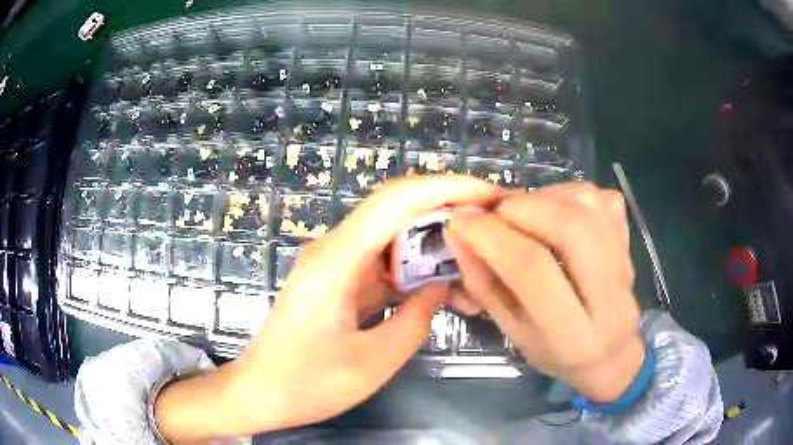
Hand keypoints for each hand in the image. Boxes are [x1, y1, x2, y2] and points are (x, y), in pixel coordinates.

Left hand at [211, 176, 499, 434]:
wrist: (259, 393)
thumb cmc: (307, 384)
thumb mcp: (372, 362)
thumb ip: (416, 320)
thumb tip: (441, 287)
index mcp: (336, 260)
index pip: (396, 200)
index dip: (446, 188)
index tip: (490, 194)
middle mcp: (334, 250)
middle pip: (396, 211)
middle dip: (447, 211)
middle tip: (491, 226)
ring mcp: (335, 265)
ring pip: (392, 237)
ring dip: (433, 245)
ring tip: (474, 262)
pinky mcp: (337, 282)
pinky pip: (382, 264)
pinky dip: (414, 270)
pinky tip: (441, 287)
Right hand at [444, 183, 642, 401]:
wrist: (612, 352)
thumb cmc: (556, 353)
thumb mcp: (513, 332)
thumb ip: (483, 284)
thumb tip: (459, 231)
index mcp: (573, 336)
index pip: (533, 271)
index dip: (491, 237)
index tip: (459, 221)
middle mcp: (610, 297)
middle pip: (569, 227)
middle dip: (520, 209)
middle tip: (494, 216)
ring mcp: (626, 262)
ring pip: (586, 204)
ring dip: (541, 197)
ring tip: (521, 214)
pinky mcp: (629, 239)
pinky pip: (597, 197)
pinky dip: (565, 193)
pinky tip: (552, 211)